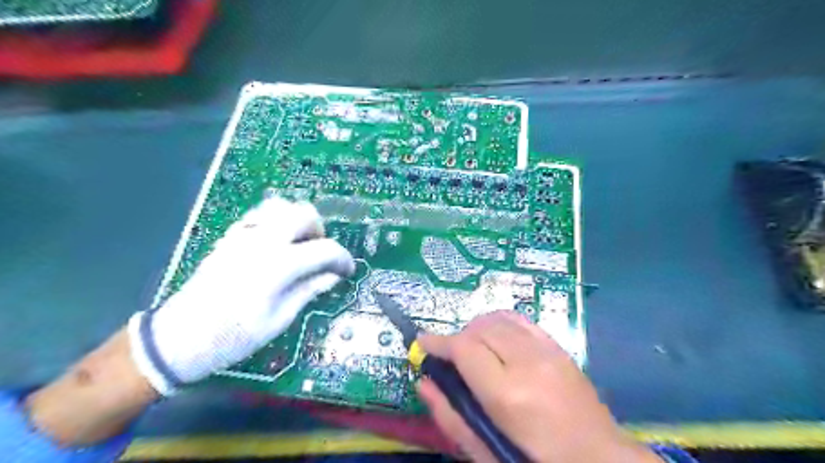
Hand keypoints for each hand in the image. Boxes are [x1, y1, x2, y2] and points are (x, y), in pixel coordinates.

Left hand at [127, 198, 351, 395]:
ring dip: (298, 221)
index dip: (343, 259)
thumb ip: (309, 290)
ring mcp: (244, 235)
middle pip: (305, 214)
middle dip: (320, 232)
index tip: (347, 271)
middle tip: (319, 256)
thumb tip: (333, 276)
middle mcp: (264, 241)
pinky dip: (276, 221)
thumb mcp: (280, 319)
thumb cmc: (233, 337)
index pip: (325, 249)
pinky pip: (259, 214)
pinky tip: (276, 243)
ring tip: (299, 245)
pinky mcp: (230, 237)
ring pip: (281, 206)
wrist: (178, 339)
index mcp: (279, 264)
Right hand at [417, 312, 660, 462]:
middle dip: (457, 338)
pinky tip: (496, 337)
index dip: (438, 342)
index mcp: (508, 393)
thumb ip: (451, 417)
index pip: (464, 348)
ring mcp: (546, 350)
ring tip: (472, 348)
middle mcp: (527, 362)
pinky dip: (500, 323)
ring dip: (477, 329)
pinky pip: (520, 320)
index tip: (422, 343)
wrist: (599, 459)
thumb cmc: (536, 461)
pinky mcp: (558, 347)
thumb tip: (424, 383)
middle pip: (479, 329)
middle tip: (449, 356)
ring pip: (498, 319)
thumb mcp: (487, 452)